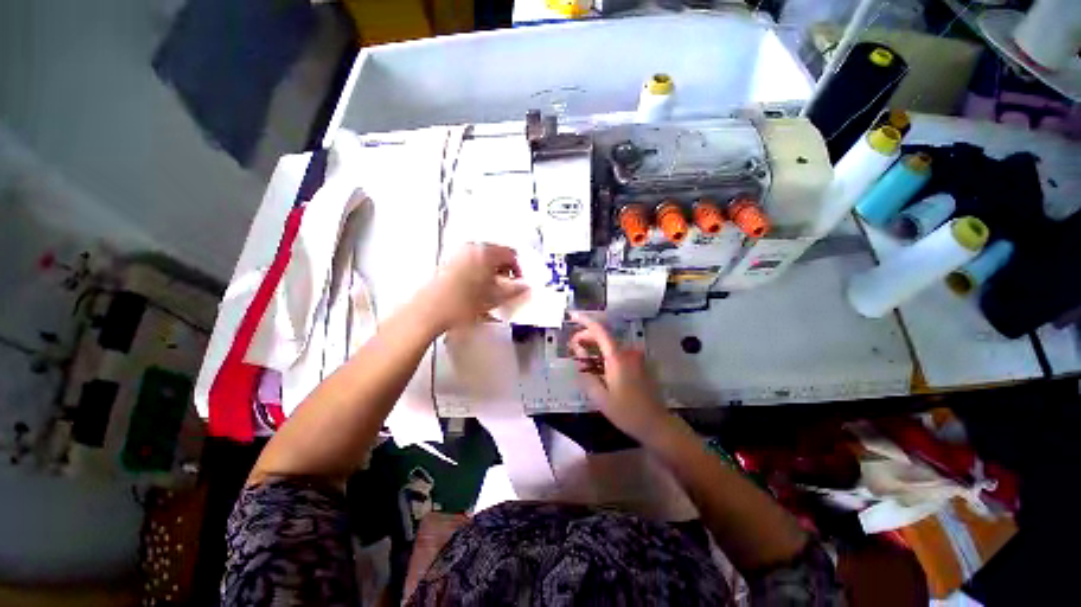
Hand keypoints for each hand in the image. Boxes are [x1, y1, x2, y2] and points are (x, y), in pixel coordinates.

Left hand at [424, 243, 528, 330]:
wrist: (429, 311)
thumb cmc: (464, 302)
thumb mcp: (495, 297)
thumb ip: (514, 289)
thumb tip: (525, 286)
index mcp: (486, 251)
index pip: (511, 255)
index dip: (518, 270)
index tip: (518, 285)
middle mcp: (472, 247)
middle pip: (497, 255)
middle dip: (505, 272)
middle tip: (507, 289)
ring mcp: (458, 254)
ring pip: (483, 261)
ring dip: (492, 274)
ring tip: (492, 293)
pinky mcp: (449, 263)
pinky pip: (471, 264)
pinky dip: (479, 275)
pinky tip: (477, 292)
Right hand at [569, 312, 670, 440]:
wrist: (656, 424)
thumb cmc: (626, 412)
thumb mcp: (600, 397)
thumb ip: (586, 374)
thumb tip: (578, 357)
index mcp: (617, 357)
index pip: (599, 330)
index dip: (584, 321)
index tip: (572, 315)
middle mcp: (628, 352)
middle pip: (604, 335)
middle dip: (586, 337)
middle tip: (572, 347)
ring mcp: (635, 357)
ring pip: (610, 344)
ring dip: (595, 346)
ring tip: (582, 357)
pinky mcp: (639, 364)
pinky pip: (618, 352)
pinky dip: (605, 353)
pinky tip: (597, 365)